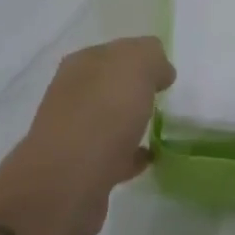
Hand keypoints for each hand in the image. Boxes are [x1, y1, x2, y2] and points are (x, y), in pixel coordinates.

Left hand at [0, 36, 175, 234]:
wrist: (68, 183)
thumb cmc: (103, 112)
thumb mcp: (137, 65)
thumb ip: (151, 57)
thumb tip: (160, 70)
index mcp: (82, 62)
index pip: (115, 51)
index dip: (142, 58)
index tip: (166, 74)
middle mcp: (73, 93)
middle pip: (111, 84)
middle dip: (135, 89)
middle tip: (164, 99)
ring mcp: (74, 132)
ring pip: (110, 119)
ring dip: (132, 122)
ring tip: (160, 128)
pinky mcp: (81, 170)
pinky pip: (113, 154)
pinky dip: (131, 154)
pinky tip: (150, 159)